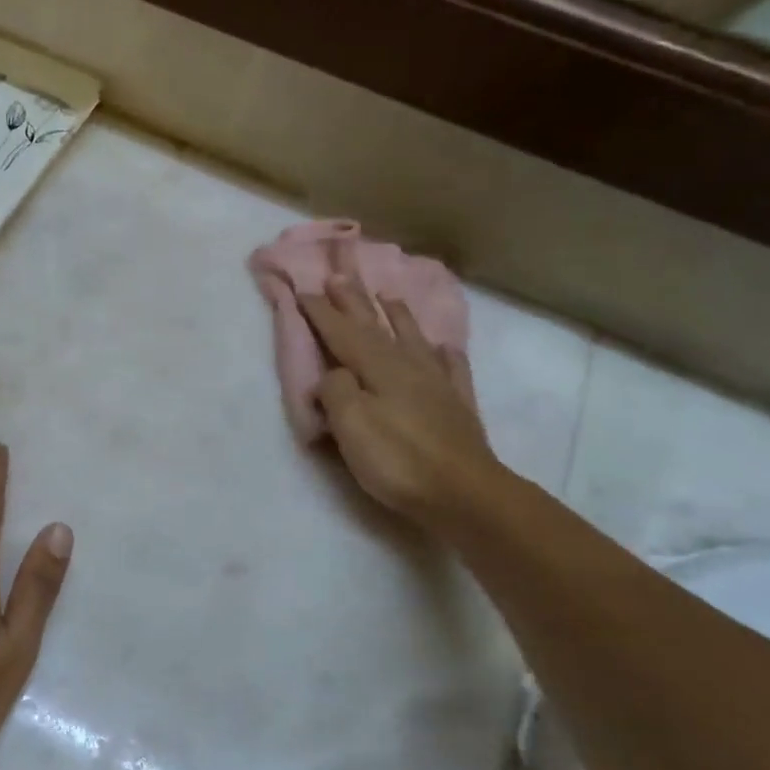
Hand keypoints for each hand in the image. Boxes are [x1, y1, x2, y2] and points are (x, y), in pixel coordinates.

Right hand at [300, 273, 501, 526]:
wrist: (464, 493)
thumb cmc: (398, 459)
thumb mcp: (351, 425)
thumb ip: (336, 391)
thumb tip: (334, 375)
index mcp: (377, 367)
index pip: (342, 332)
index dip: (322, 312)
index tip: (305, 289)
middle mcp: (407, 366)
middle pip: (376, 327)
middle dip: (354, 302)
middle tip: (340, 276)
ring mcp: (437, 384)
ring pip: (413, 339)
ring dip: (397, 316)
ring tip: (388, 297)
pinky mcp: (457, 406)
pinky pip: (451, 369)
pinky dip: (445, 354)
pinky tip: (445, 348)